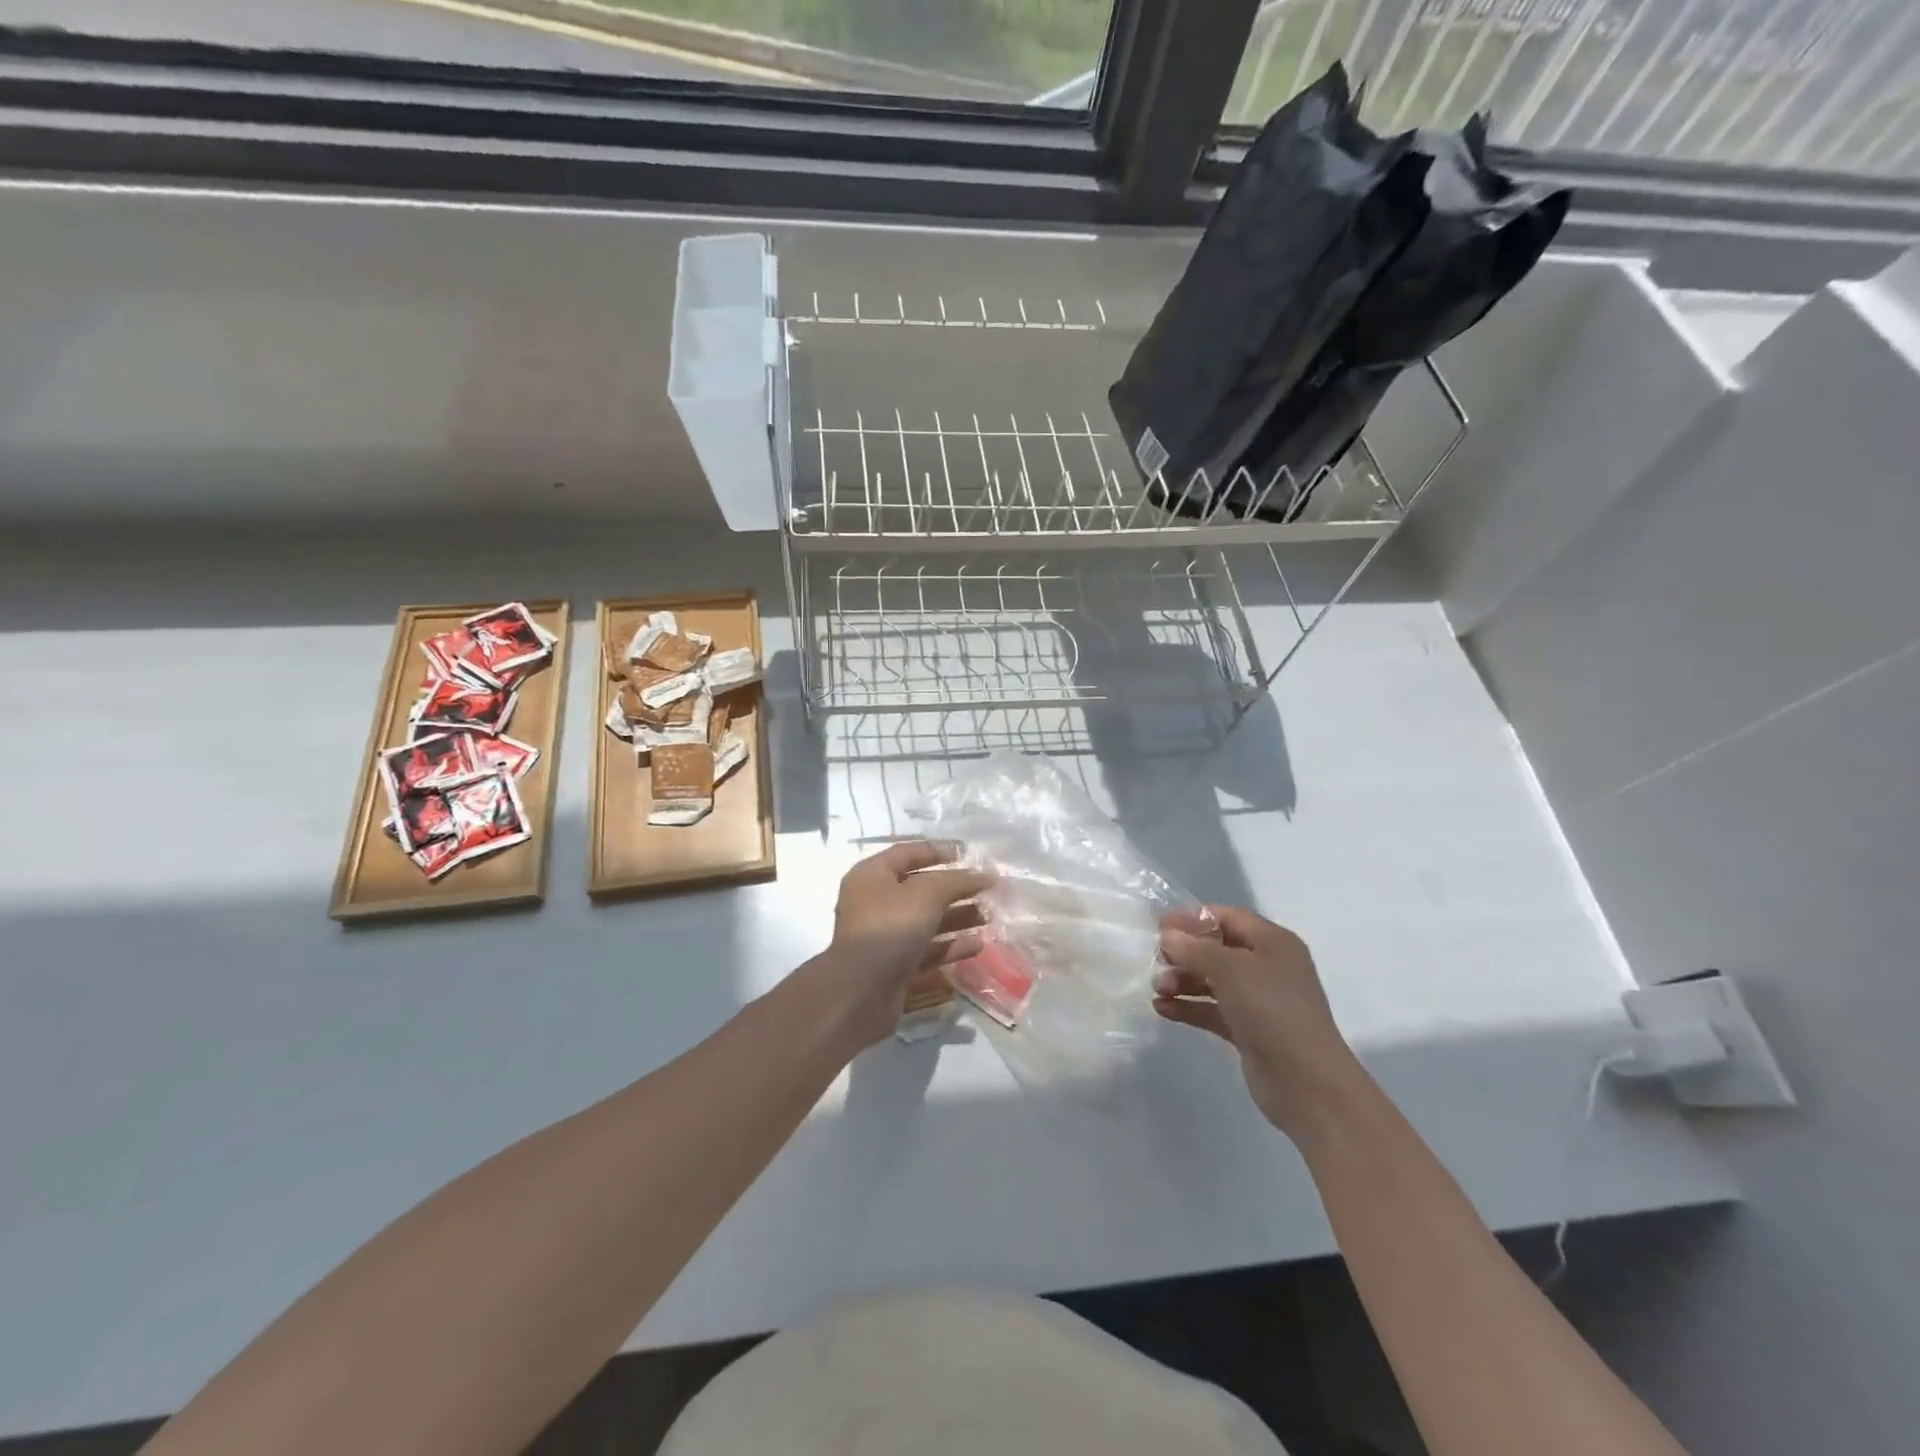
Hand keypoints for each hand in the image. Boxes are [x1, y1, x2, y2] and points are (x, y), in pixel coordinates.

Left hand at [813, 841, 991, 1047]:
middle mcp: (875, 902)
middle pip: (920, 889)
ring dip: (957, 917)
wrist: (862, 991)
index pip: (907, 853)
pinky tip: (978, 945)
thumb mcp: (927, 894)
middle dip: (954, 889)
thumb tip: (985, 875)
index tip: (969, 854)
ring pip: (926, 920)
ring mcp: (884, 936)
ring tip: (989, 916)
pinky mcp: (895, 965)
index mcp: (872, 876)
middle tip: (987, 890)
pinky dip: (951, 946)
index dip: (938, 851)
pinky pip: (927, 949)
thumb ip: (956, 881)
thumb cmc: (890, 927)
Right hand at [1153, 906, 1362, 1140]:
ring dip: (1183, 981)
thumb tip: (1168, 936)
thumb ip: (1195, 949)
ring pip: (1212, 981)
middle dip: (1185, 953)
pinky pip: (1212, 1010)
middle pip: (1217, 949)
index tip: (1159, 927)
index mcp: (1272, 942)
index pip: (1227, 917)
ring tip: (1158, 989)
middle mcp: (1267, 966)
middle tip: (1156, 961)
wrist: (1307, 1082)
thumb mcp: (1231, 969)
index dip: (1193, 919)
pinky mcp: (1248, 1030)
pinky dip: (1189, 1007)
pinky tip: (1162, 1009)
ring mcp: (1258, 1000)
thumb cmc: (1271, 1010)